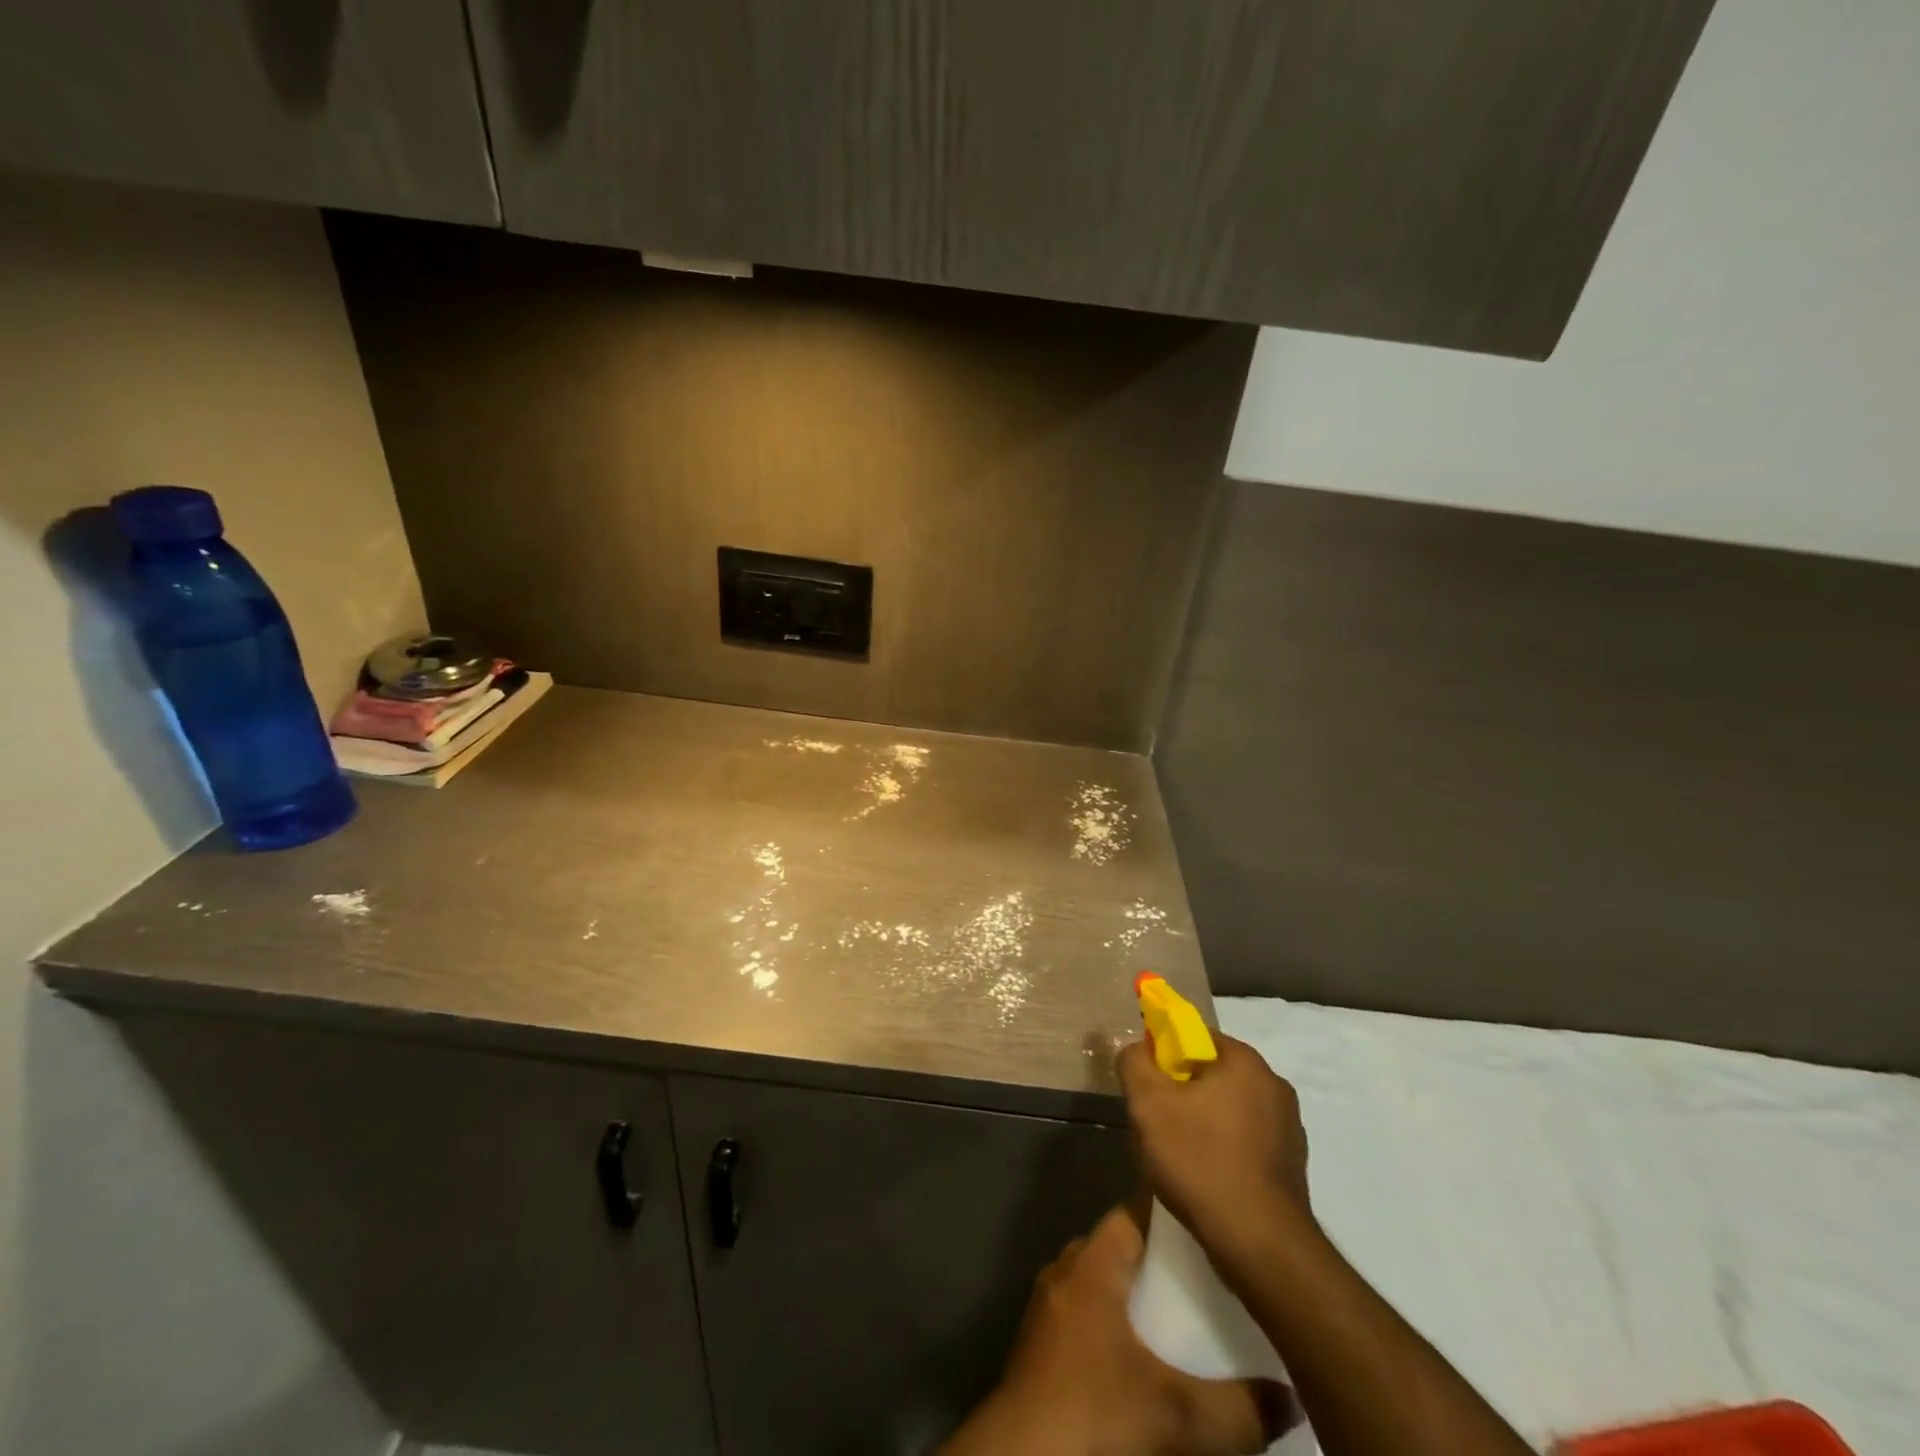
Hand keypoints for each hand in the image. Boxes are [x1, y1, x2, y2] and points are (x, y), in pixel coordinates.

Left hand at [946, 1207, 1284, 1455]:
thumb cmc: (1095, 1416)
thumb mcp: (1178, 1418)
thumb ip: (1241, 1409)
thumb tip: (1293, 1398)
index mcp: (1094, 1263)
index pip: (1134, 1213)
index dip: (1172, 1217)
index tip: (1213, 1227)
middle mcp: (1067, 1271)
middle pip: (1118, 1247)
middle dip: (1160, 1261)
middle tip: (1210, 1280)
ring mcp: (1049, 1307)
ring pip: (1100, 1282)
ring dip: (1135, 1295)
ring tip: (1183, 1317)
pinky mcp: (1040, 1345)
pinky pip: (1085, 1314)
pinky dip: (1114, 1325)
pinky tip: (1142, 1360)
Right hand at [1118, 1034, 1313, 1265]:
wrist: (1260, 1246)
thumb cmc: (1200, 1161)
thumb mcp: (1148, 1104)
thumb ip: (1134, 1062)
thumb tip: (1136, 1048)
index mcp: (1245, 1061)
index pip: (1194, 1037)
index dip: (1164, 1057)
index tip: (1147, 1087)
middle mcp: (1273, 1085)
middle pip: (1210, 1074)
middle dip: (1179, 1093)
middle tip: (1155, 1124)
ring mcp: (1288, 1127)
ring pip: (1226, 1109)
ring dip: (1200, 1123)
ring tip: (1176, 1158)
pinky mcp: (1290, 1165)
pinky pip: (1244, 1141)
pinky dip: (1222, 1150)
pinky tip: (1204, 1179)